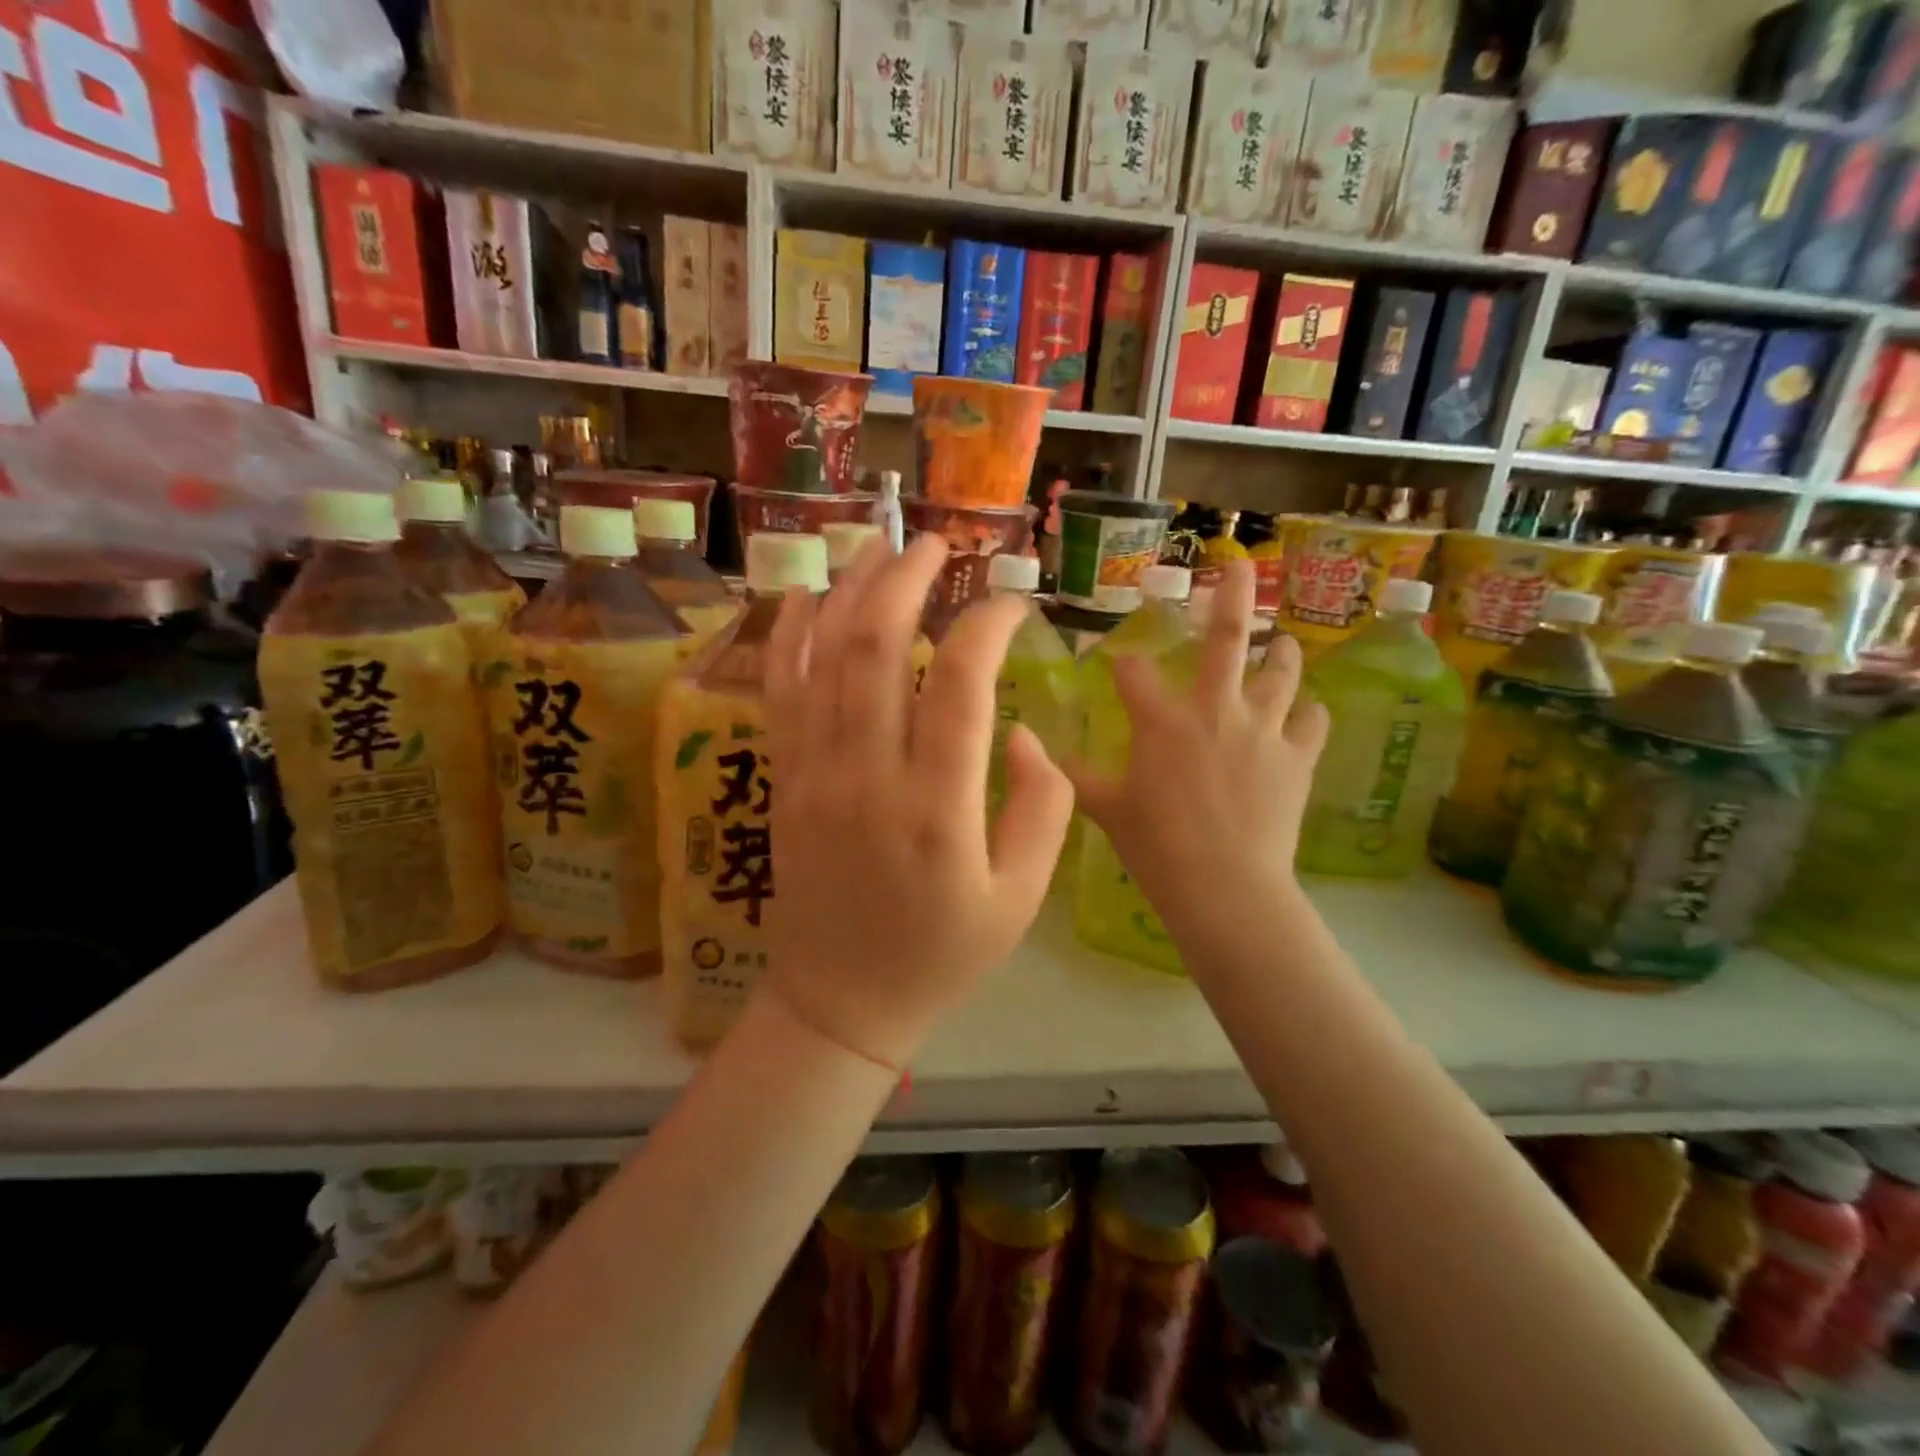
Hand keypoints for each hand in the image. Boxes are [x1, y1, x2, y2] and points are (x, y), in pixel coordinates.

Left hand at [762, 534, 1074, 1070]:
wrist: (841, 1001)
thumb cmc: (942, 953)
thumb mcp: (1022, 896)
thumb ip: (1043, 806)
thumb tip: (1019, 729)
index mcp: (938, 808)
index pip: (963, 684)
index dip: (988, 626)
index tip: (1012, 605)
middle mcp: (869, 776)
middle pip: (879, 649)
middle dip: (907, 580)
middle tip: (936, 544)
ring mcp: (815, 773)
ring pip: (824, 657)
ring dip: (851, 590)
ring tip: (877, 545)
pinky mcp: (784, 780)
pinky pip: (779, 692)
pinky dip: (787, 636)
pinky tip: (804, 594)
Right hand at [1064, 559, 1328, 947]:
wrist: (1224, 885)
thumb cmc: (1156, 846)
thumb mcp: (1107, 810)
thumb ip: (1078, 777)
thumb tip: (1044, 757)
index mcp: (1162, 721)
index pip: (1133, 674)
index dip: (1122, 665)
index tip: (1118, 664)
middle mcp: (1214, 710)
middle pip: (1226, 640)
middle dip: (1232, 597)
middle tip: (1239, 566)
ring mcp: (1262, 730)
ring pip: (1280, 674)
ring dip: (1280, 654)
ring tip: (1282, 643)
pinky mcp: (1297, 758)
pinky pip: (1312, 722)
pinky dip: (1310, 714)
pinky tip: (1308, 714)